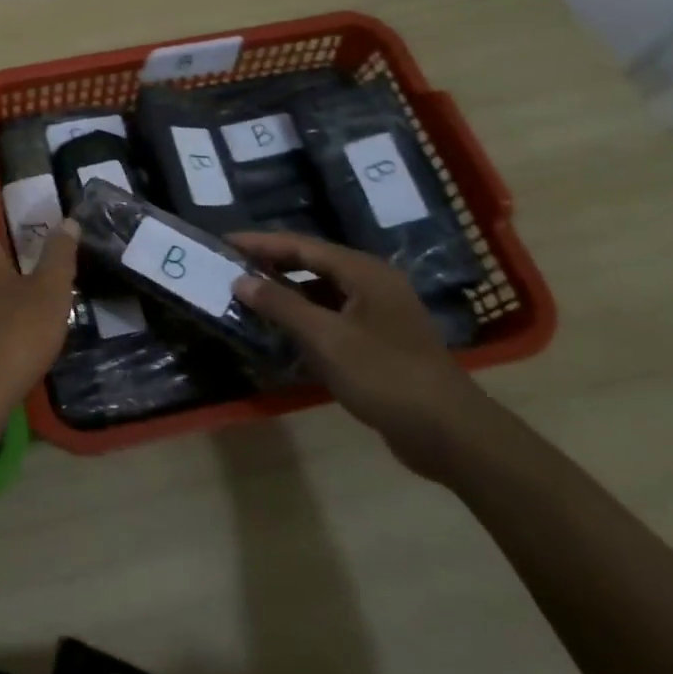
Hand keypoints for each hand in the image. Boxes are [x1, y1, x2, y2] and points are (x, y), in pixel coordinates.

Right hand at [229, 231, 500, 481]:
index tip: (223, 241)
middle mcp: (373, 284)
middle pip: (312, 264)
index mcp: (364, 272)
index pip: (302, 245)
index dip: (260, 243)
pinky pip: (332, 317)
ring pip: (321, 292)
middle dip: (271, 264)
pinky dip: (304, 318)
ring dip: (286, 293)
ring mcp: (379, 314)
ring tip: (247, 296)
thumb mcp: (326, 338)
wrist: (448, 433)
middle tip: (230, 266)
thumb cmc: (385, 376)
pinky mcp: (379, 342)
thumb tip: (240, 280)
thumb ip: (281, 305)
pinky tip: (280, 331)